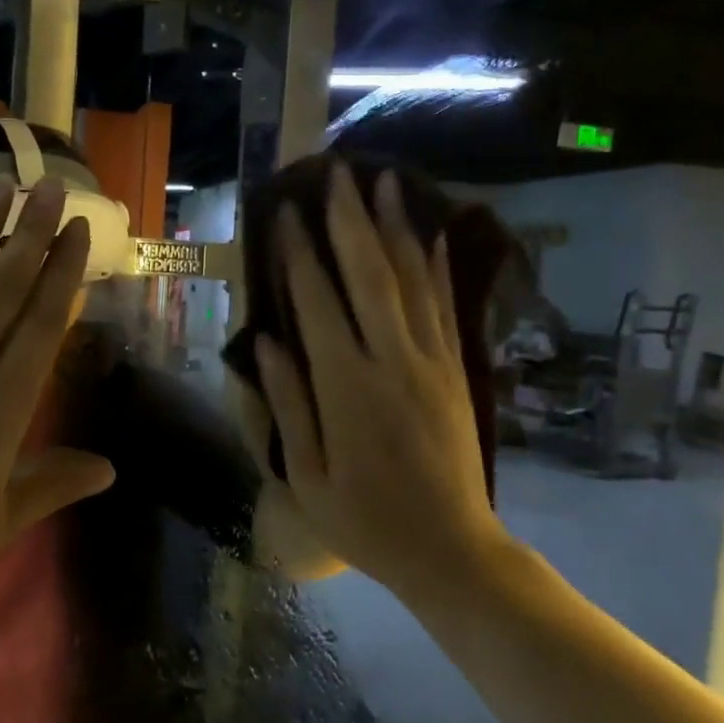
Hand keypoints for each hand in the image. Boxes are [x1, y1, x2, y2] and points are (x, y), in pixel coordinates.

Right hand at [249, 164, 518, 608]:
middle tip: (338, 173)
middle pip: (369, 275)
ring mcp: (431, 362)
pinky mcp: (456, 371)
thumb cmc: (365, 520)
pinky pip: (446, 308)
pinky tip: (433, 234)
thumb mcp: (306, 476)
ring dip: (397, 228)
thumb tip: (267, 342)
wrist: (450, 549)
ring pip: (412, 280)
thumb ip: (288, 404)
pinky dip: (438, 267)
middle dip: (350, 220)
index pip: (318, 303)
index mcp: (346, 387)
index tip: (287, 213)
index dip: (300, 254)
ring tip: (386, 182)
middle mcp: (391, 360)